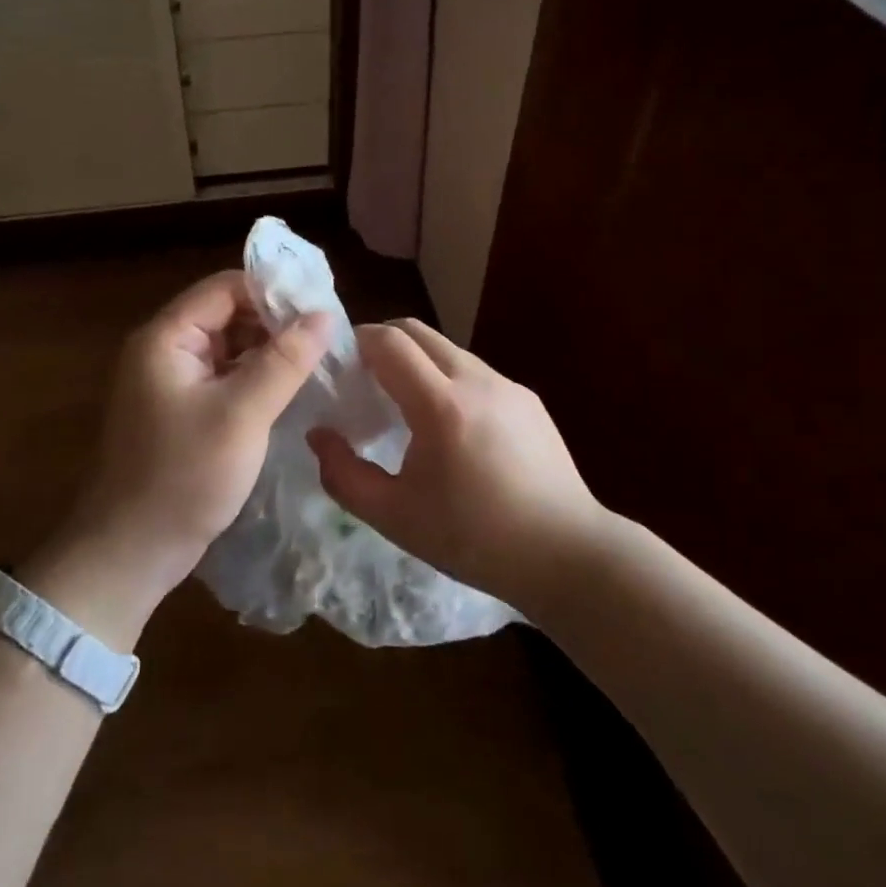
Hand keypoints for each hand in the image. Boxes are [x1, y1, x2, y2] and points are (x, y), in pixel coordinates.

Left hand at [31, 271, 328, 642]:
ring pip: (229, 347)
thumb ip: (284, 360)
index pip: (225, 288)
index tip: (321, 306)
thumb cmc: (183, 477)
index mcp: (166, 337)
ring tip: (318, 361)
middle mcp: (165, 350)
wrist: (129, 554)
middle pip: (227, 314)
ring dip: (269, 352)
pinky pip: (224, 378)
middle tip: (327, 338)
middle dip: (275, 322)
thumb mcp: (242, 414)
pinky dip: (255, 379)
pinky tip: (290, 390)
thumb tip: (324, 314)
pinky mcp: (181, 411)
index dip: (273, 291)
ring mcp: (171, 382)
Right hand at [307, 319, 602, 610]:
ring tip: (405, 406)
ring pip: (447, 350)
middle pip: (417, 331)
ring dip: (417, 361)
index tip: (339, 364)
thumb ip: (343, 474)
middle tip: (363, 378)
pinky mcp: (527, 399)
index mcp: (441, 404)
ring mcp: (507, 385)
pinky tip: (452, 428)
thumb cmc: (474, 539)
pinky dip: (448, 380)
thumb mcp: (395, 517)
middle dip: (382, 342)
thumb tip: (318, 435)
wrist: (567, 555)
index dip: (356, 341)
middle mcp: (476, 380)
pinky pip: (475, 373)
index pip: (389, 341)